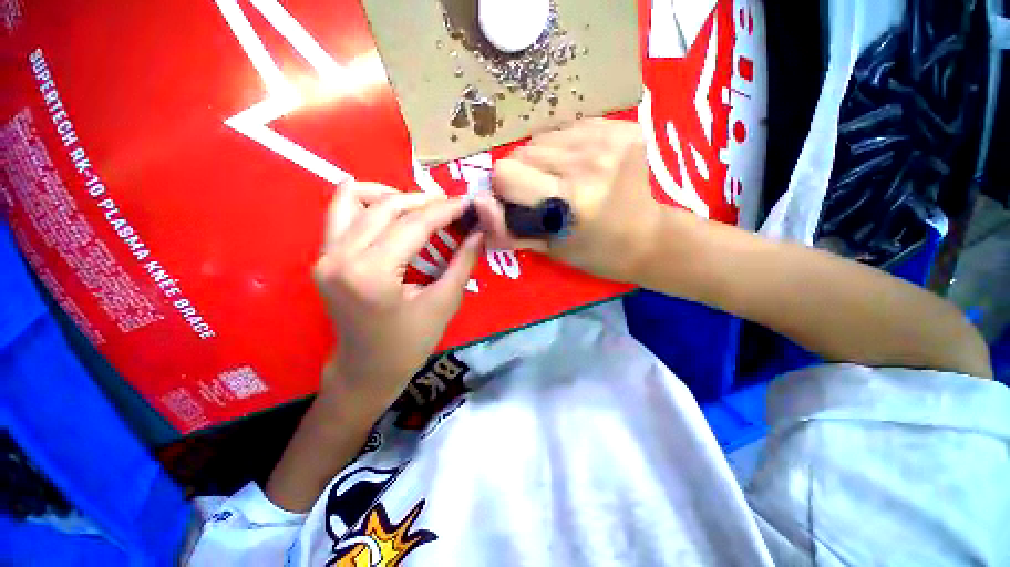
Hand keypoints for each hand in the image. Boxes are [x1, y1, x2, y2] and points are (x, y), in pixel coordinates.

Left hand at [314, 181, 482, 417]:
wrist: (366, 369)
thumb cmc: (409, 344)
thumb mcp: (444, 303)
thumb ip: (462, 262)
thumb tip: (479, 232)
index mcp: (372, 274)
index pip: (413, 225)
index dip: (444, 210)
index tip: (467, 201)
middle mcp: (340, 257)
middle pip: (386, 207)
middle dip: (424, 201)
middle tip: (451, 207)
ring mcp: (325, 255)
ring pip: (355, 199)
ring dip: (393, 196)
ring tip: (421, 210)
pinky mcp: (324, 256)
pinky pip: (342, 212)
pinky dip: (369, 203)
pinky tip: (393, 215)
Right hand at [487, 119, 662, 282]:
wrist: (647, 238)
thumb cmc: (592, 253)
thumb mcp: (545, 250)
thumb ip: (506, 230)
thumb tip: (478, 202)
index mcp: (570, 201)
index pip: (505, 173)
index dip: (506, 188)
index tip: (521, 202)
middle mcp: (589, 163)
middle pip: (522, 149)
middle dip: (525, 173)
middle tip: (546, 194)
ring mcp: (610, 139)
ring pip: (543, 135)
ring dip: (544, 158)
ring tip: (565, 181)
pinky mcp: (623, 126)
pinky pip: (569, 127)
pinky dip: (566, 147)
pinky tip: (583, 166)